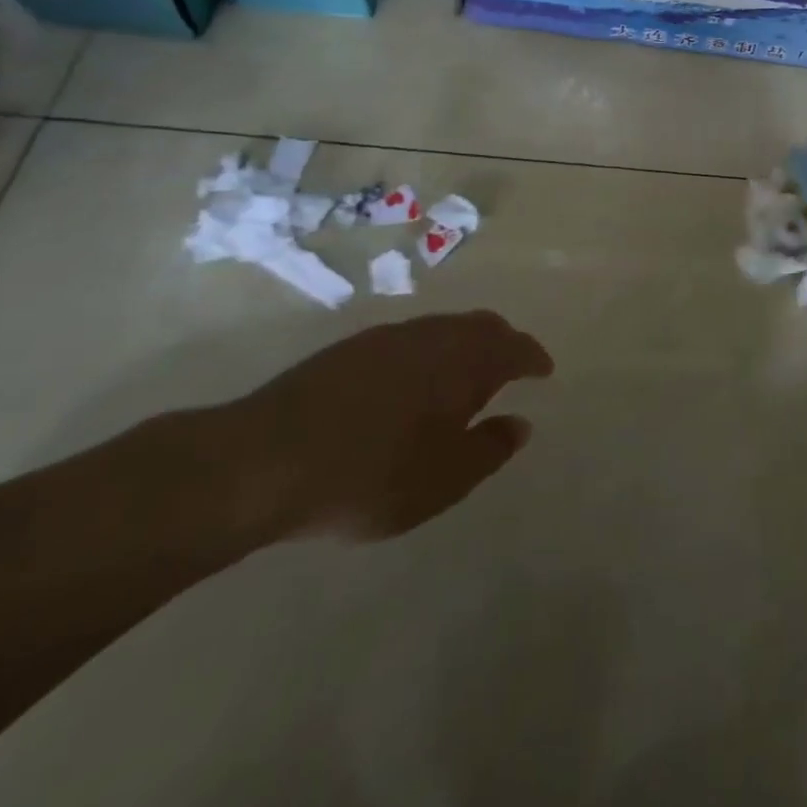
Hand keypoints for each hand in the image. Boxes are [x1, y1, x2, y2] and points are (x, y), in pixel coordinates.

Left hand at [216, 311, 553, 542]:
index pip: (514, 347)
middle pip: (482, 326)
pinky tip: (414, 382)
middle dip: (504, 342)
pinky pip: (412, 337)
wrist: (261, 460)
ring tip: (465, 376)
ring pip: (445, 328)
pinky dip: (431, 351)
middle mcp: (434, 336)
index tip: (544, 370)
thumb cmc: (369, 475)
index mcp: (465, 361)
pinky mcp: (352, 348)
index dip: (533, 358)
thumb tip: (520, 424)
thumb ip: (489, 450)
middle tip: (512, 366)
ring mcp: (390, 337)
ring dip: (465, 344)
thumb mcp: (442, 480)